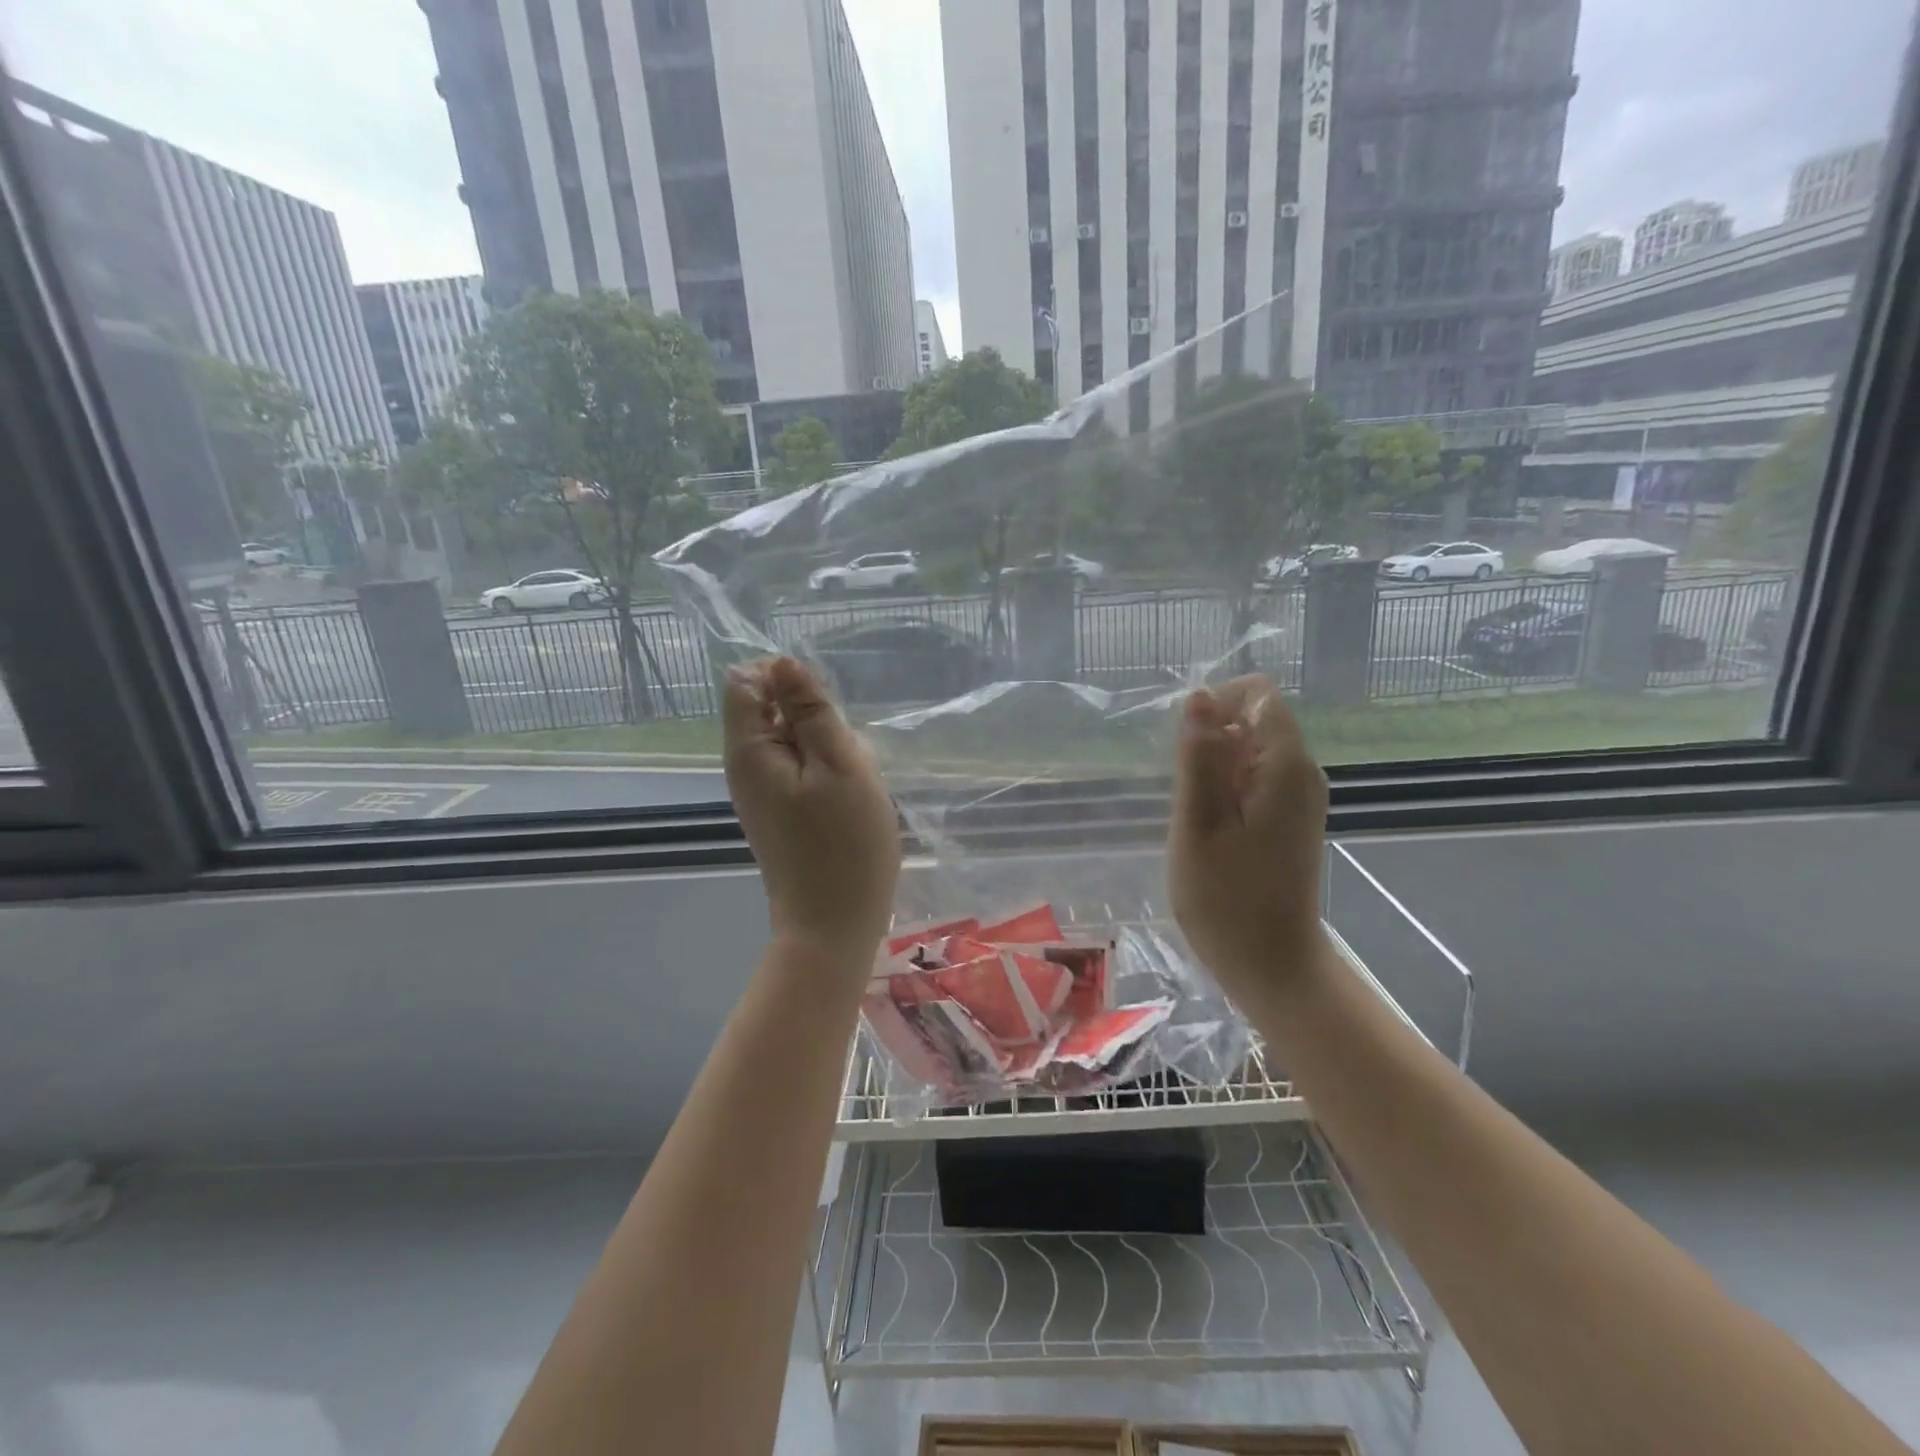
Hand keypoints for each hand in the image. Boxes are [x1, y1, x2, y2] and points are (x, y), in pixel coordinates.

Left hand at [723, 657, 900, 969]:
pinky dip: (828, 771)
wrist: (834, 925)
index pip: (744, 681)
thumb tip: (784, 663)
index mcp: (750, 750)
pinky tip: (850, 798)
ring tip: (854, 781)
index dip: (783, 676)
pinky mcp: (781, 810)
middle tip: (846, 755)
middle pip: (771, 708)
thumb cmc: (845, 844)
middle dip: (815, 717)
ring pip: (794, 739)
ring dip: (829, 747)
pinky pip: (801, 768)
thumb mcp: (840, 765)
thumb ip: (811, 710)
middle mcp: (746, 766)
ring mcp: (762, 791)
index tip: (825, 706)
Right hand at [1167, 676, 1328, 1000]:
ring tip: (1195, 817)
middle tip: (1188, 797)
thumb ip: (1199, 757)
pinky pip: (1254, 780)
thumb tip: (1200, 697)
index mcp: (1286, 766)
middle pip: (1254, 720)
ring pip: (1250, 752)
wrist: (1273, 966)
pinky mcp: (1290, 820)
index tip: (1185, 749)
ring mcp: (1298, 798)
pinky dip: (1225, 791)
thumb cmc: (1227, 900)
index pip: (1258, 694)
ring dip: (1213, 770)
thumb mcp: (1198, 824)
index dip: (1216, 704)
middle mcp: (1302, 773)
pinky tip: (1209, 830)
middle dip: (1211, 742)